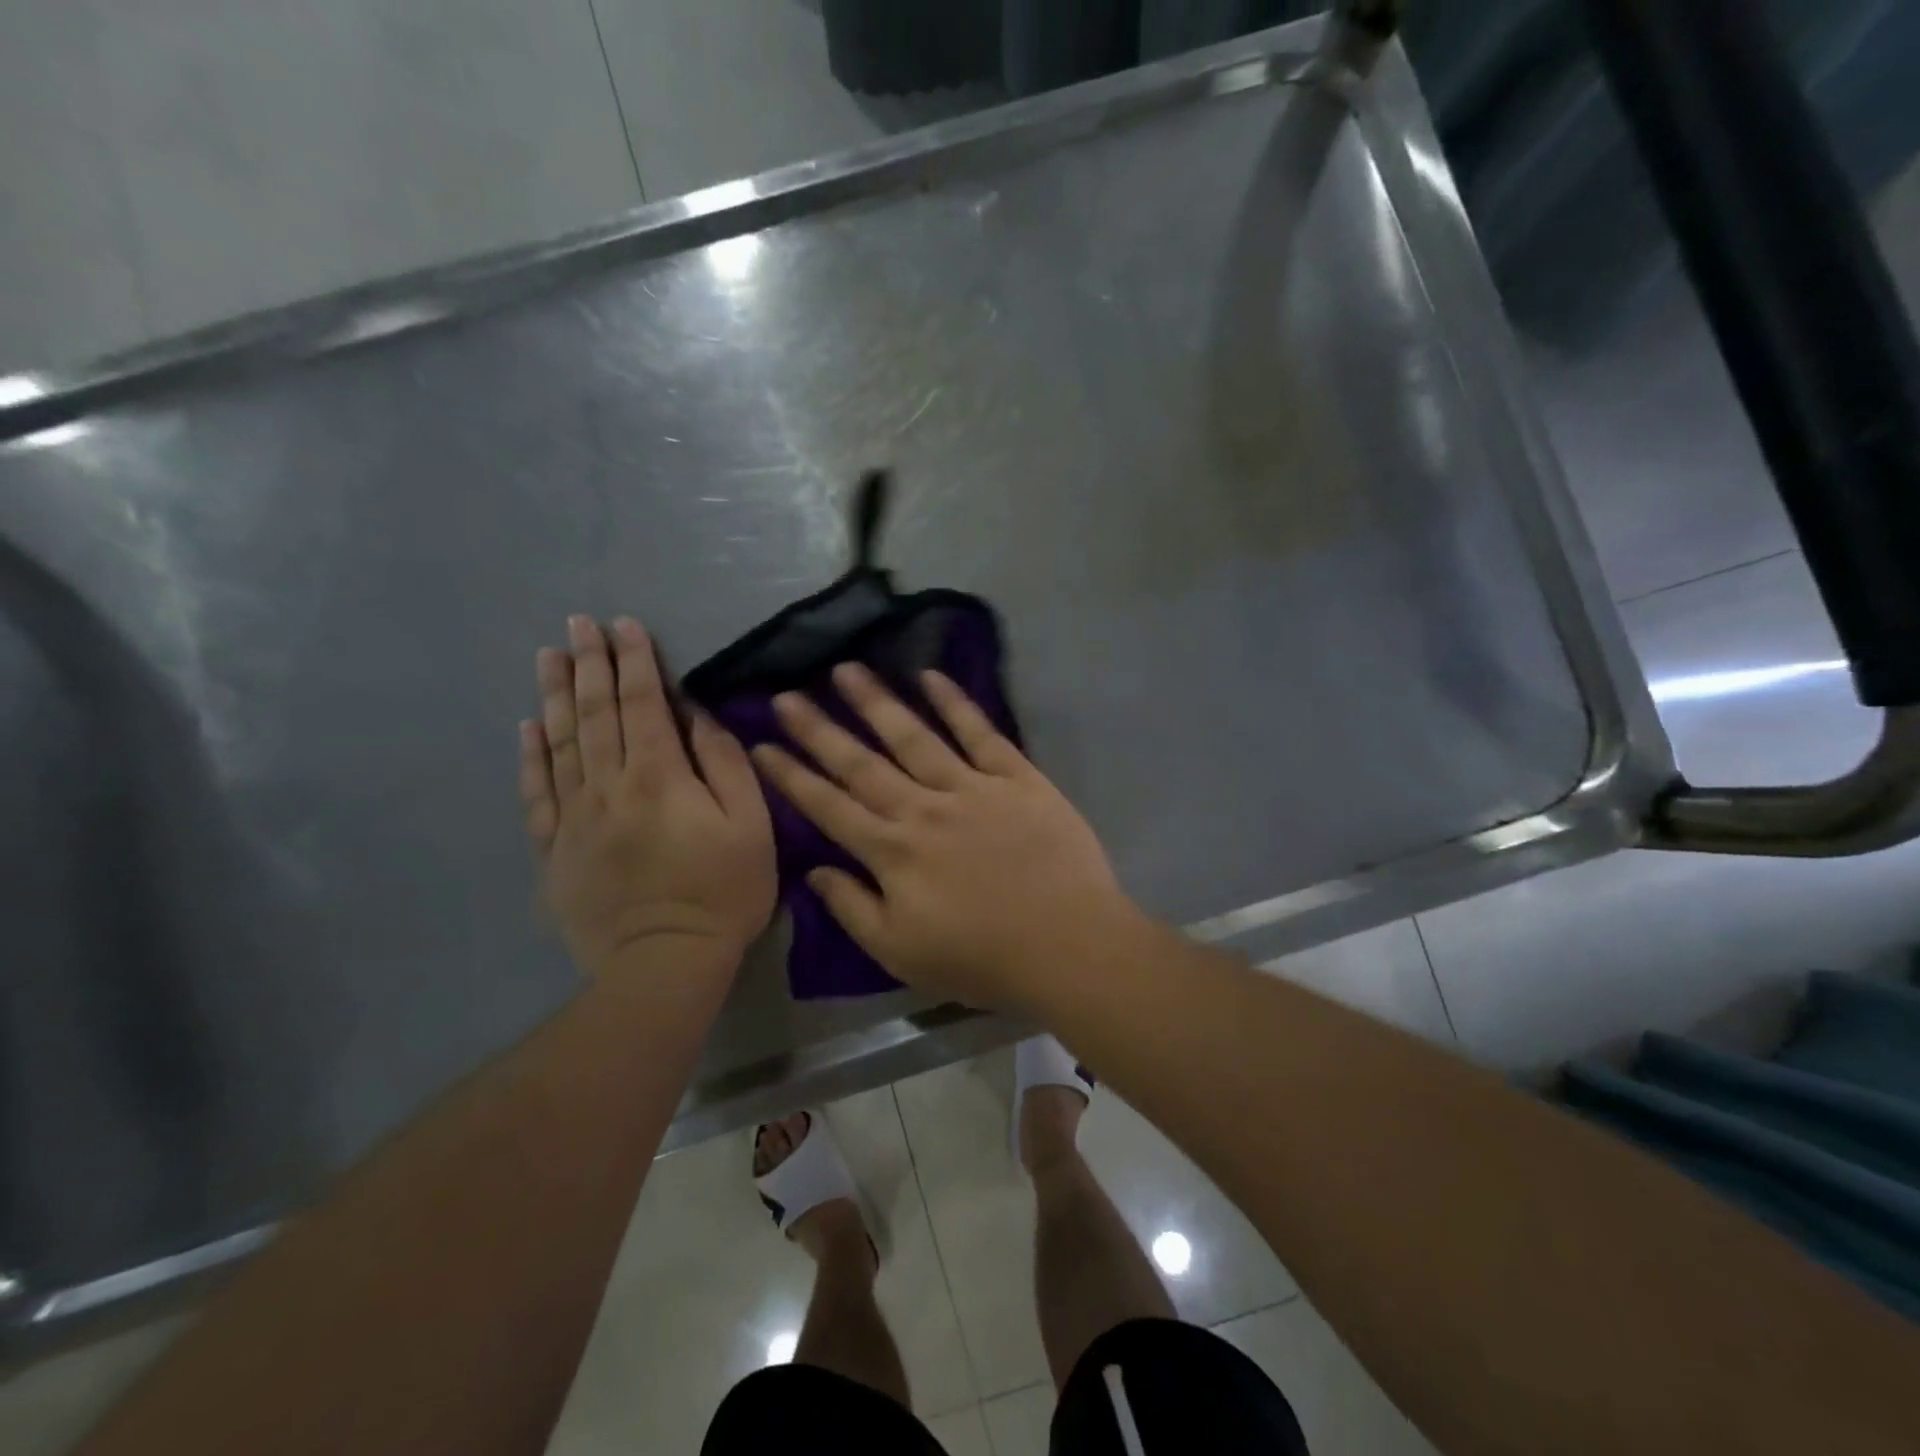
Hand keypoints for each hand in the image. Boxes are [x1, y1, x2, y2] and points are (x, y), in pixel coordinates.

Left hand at [521, 615, 774, 976]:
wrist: (665, 963)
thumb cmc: (723, 891)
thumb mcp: (751, 824)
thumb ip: (725, 763)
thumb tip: (697, 716)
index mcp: (660, 776)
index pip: (643, 704)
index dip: (635, 661)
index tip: (625, 624)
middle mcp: (609, 786)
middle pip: (595, 714)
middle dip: (589, 664)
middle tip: (578, 623)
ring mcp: (575, 818)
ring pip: (560, 743)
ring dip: (554, 695)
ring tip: (548, 656)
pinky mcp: (556, 850)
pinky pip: (538, 793)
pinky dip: (531, 756)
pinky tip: (527, 727)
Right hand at [750, 664, 1135, 1009]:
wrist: (1069, 945)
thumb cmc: (982, 959)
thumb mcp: (900, 953)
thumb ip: (852, 908)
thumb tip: (815, 870)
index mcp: (892, 852)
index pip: (829, 806)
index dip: (792, 775)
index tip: (762, 744)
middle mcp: (922, 808)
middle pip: (862, 762)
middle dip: (819, 728)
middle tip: (787, 694)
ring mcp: (971, 787)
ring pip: (913, 736)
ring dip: (876, 702)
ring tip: (846, 669)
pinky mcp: (1016, 777)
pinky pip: (980, 732)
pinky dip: (955, 702)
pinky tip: (930, 676)